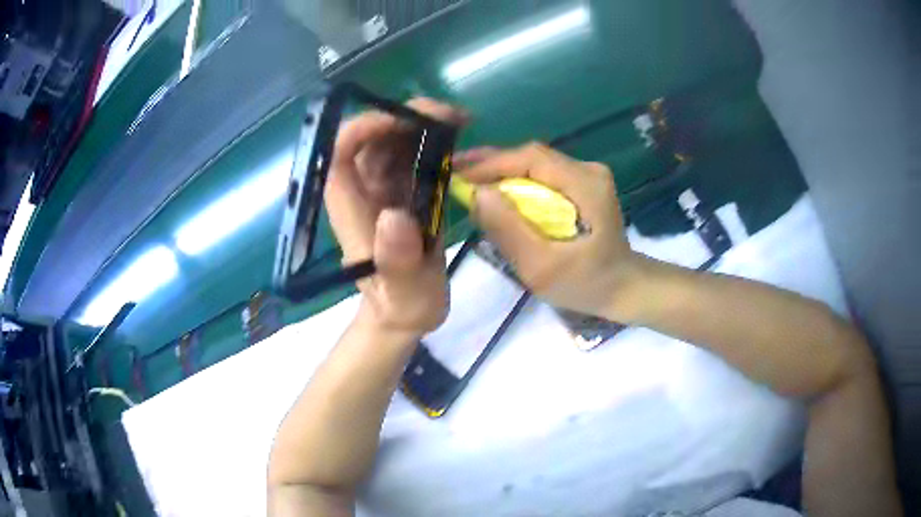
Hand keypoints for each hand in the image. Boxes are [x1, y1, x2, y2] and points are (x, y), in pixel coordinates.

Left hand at [325, 98, 467, 336]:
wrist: (406, 311)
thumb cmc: (401, 305)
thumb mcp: (404, 295)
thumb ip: (397, 264)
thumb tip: (395, 218)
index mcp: (351, 209)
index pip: (339, 155)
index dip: (363, 128)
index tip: (405, 120)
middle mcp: (362, 190)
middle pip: (370, 137)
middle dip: (405, 117)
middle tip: (449, 117)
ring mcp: (383, 186)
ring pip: (393, 138)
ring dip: (422, 122)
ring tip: (460, 120)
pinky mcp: (404, 188)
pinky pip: (413, 152)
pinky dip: (434, 137)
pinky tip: (460, 134)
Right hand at [457, 142, 638, 317]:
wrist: (622, 288)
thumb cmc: (585, 283)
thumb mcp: (542, 266)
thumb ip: (509, 230)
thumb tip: (476, 193)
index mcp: (585, 185)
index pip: (531, 157)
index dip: (490, 162)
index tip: (457, 174)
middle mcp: (588, 170)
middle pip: (531, 156)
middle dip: (491, 164)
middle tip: (455, 173)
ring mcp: (587, 175)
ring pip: (534, 164)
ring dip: (501, 171)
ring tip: (468, 181)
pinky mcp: (582, 184)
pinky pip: (542, 175)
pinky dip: (516, 181)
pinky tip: (496, 191)